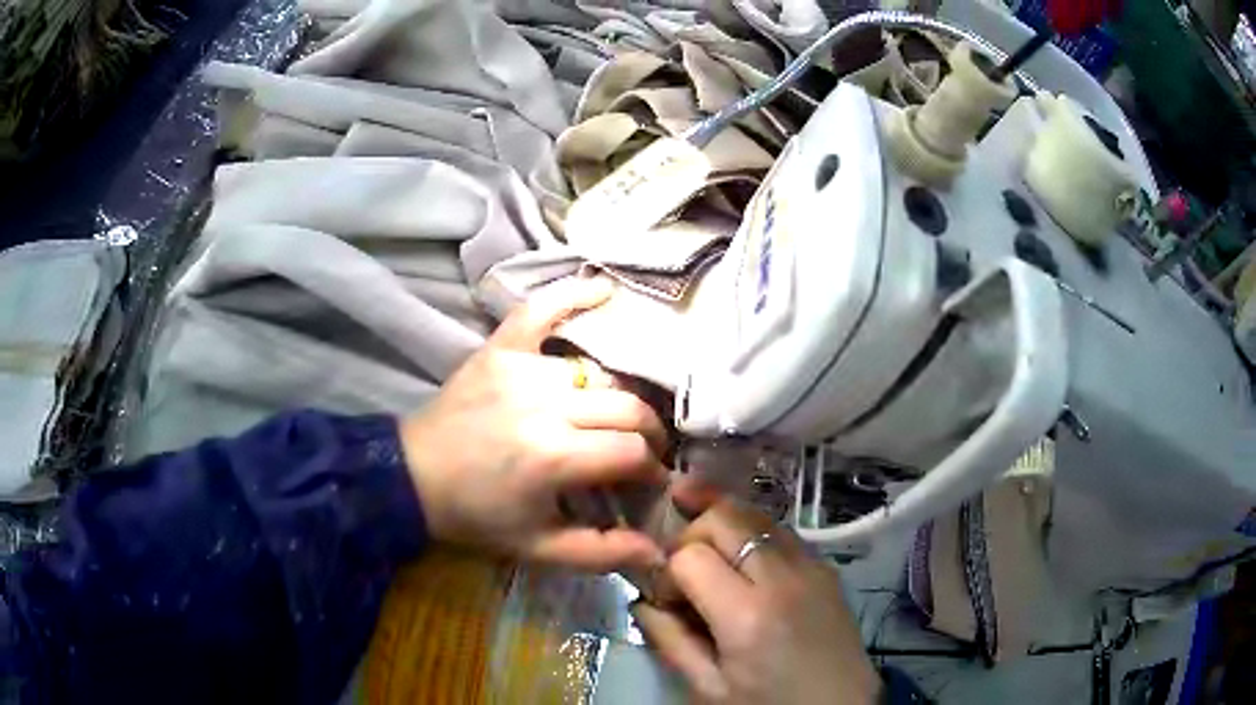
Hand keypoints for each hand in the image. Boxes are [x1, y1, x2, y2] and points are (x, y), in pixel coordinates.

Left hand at [400, 277, 668, 571]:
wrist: (413, 478)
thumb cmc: (476, 517)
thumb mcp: (538, 549)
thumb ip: (601, 553)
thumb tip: (659, 554)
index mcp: (554, 457)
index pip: (631, 452)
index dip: (650, 469)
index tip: (648, 481)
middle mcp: (544, 405)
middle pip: (626, 406)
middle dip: (647, 432)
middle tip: (641, 450)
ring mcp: (520, 368)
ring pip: (596, 373)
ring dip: (615, 396)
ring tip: (613, 416)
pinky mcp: (498, 349)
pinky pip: (540, 311)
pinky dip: (572, 296)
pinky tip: (604, 290)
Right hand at [632, 496, 879, 703]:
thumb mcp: (709, 688)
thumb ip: (670, 640)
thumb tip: (642, 600)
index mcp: (748, 615)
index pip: (689, 556)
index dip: (666, 573)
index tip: (666, 600)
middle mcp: (783, 576)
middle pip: (724, 517)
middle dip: (690, 534)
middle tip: (680, 568)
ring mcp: (811, 564)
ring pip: (755, 513)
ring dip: (722, 523)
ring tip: (701, 543)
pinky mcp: (826, 566)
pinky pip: (780, 530)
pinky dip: (752, 533)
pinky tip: (741, 557)